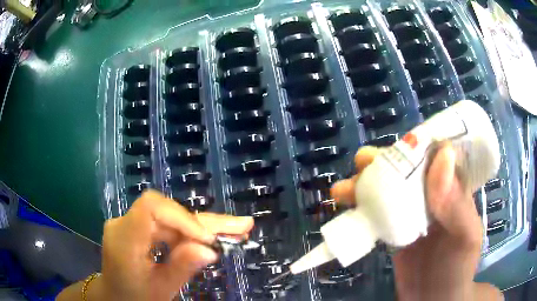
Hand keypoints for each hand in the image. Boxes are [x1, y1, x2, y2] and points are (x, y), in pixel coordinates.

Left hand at [99, 190, 252, 300]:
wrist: (115, 295)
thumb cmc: (135, 297)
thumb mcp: (161, 290)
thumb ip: (181, 267)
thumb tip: (210, 249)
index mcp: (124, 240)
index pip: (152, 208)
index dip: (183, 217)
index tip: (209, 238)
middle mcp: (124, 223)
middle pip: (167, 211)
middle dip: (205, 221)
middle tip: (242, 226)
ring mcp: (131, 222)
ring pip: (171, 217)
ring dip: (203, 226)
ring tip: (236, 230)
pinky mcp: (139, 227)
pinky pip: (167, 225)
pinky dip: (191, 232)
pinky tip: (213, 235)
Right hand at [331, 145, 502, 300]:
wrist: (434, 300)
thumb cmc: (457, 269)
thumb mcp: (465, 238)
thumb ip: (456, 203)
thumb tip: (442, 156)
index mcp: (453, 188)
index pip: (435, 154)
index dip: (416, 143)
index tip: (395, 145)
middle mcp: (431, 195)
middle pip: (406, 168)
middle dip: (382, 161)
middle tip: (361, 163)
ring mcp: (411, 213)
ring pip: (388, 188)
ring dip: (365, 184)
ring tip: (342, 190)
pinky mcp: (394, 230)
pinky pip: (377, 212)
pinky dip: (361, 207)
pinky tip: (346, 207)